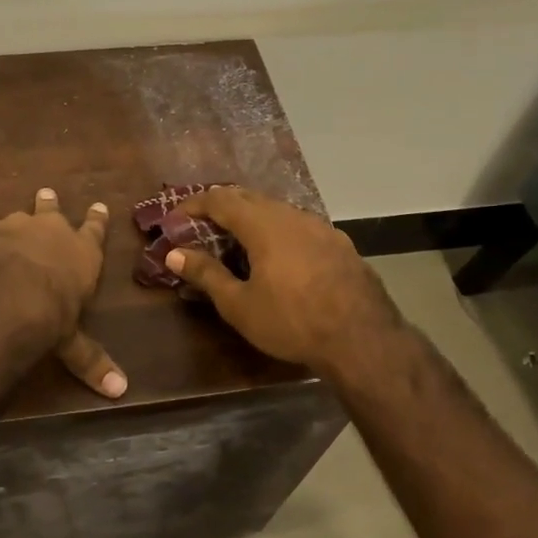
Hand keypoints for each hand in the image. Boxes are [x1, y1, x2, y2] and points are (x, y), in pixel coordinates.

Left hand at [0, 188, 126, 397]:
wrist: (8, 297)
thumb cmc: (52, 317)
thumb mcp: (73, 344)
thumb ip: (91, 361)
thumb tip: (120, 391)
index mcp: (82, 254)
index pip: (95, 231)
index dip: (97, 220)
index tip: (100, 206)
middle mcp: (53, 232)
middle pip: (55, 212)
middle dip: (52, 204)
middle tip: (48, 193)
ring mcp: (18, 227)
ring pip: (20, 214)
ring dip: (19, 213)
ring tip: (15, 206)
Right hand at [166, 187, 407, 375]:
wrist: (363, 339)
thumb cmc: (293, 322)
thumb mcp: (240, 304)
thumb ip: (206, 274)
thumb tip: (174, 254)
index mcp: (263, 224)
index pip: (219, 199)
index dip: (193, 205)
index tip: (174, 219)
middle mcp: (292, 215)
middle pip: (249, 198)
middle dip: (220, 207)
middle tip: (200, 226)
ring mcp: (320, 227)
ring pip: (277, 210)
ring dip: (251, 218)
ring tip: (236, 240)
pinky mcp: (339, 243)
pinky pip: (299, 226)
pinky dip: (277, 231)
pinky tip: (278, 256)